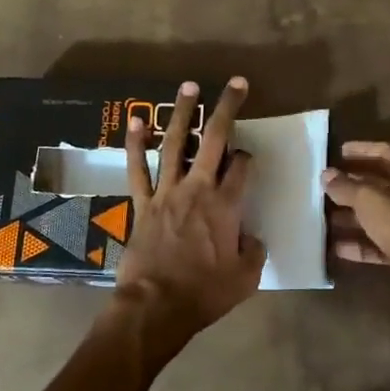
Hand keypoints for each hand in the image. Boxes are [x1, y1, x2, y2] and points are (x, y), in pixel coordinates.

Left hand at [112, 78, 266, 343]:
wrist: (156, 306)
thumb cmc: (205, 293)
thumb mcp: (245, 278)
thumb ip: (253, 252)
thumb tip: (251, 238)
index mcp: (226, 206)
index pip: (242, 168)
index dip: (248, 157)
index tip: (248, 158)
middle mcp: (197, 189)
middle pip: (215, 140)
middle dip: (227, 109)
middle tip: (236, 84)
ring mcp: (167, 192)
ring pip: (175, 145)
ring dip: (183, 114)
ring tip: (189, 86)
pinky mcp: (142, 203)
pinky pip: (138, 169)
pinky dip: (136, 145)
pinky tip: (137, 122)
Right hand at [323, 141, 389, 277]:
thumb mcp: (369, 200)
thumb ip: (346, 187)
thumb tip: (326, 174)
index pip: (386, 153)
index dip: (363, 150)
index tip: (340, 152)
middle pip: (381, 186)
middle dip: (353, 185)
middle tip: (327, 185)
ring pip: (378, 217)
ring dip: (353, 217)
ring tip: (325, 217)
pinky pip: (379, 245)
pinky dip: (360, 245)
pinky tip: (337, 248)